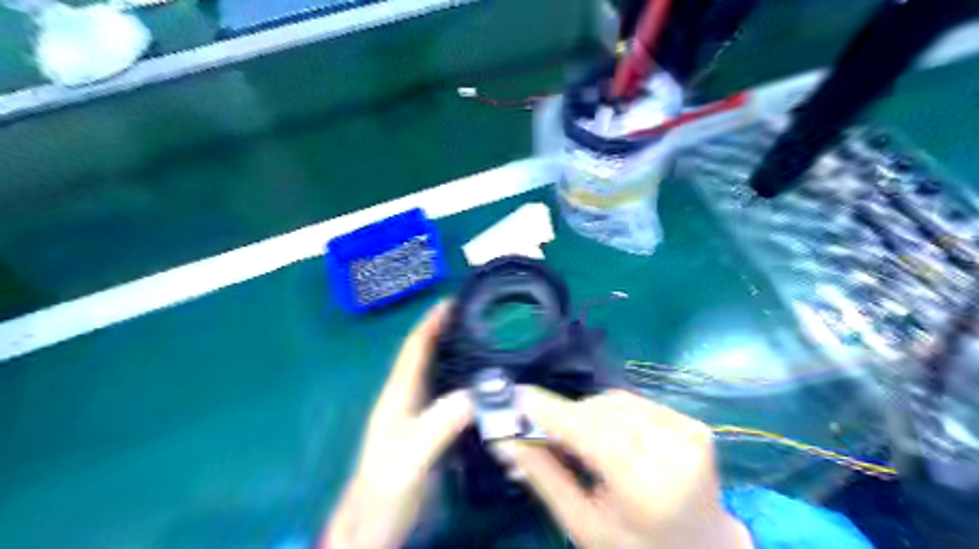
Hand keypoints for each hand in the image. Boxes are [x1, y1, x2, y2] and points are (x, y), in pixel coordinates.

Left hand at [324, 302, 472, 547]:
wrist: (371, 530)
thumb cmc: (382, 491)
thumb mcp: (409, 458)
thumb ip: (437, 426)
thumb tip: (476, 394)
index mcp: (398, 395)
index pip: (415, 348)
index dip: (432, 323)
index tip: (453, 302)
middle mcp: (405, 399)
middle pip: (426, 355)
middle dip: (447, 332)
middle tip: (480, 318)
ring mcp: (415, 416)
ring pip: (437, 374)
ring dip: (455, 353)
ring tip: (485, 343)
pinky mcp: (426, 432)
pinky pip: (447, 395)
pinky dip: (462, 381)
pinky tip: (481, 386)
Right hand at [499, 385, 750, 548]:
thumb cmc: (637, 548)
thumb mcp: (584, 526)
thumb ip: (545, 477)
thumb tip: (507, 439)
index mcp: (649, 489)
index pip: (592, 435)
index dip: (551, 412)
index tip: (517, 397)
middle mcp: (674, 452)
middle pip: (601, 413)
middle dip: (565, 416)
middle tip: (537, 427)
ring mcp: (688, 433)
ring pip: (614, 402)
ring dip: (586, 413)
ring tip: (577, 441)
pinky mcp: (691, 423)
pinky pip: (633, 403)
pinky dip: (609, 413)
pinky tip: (606, 435)